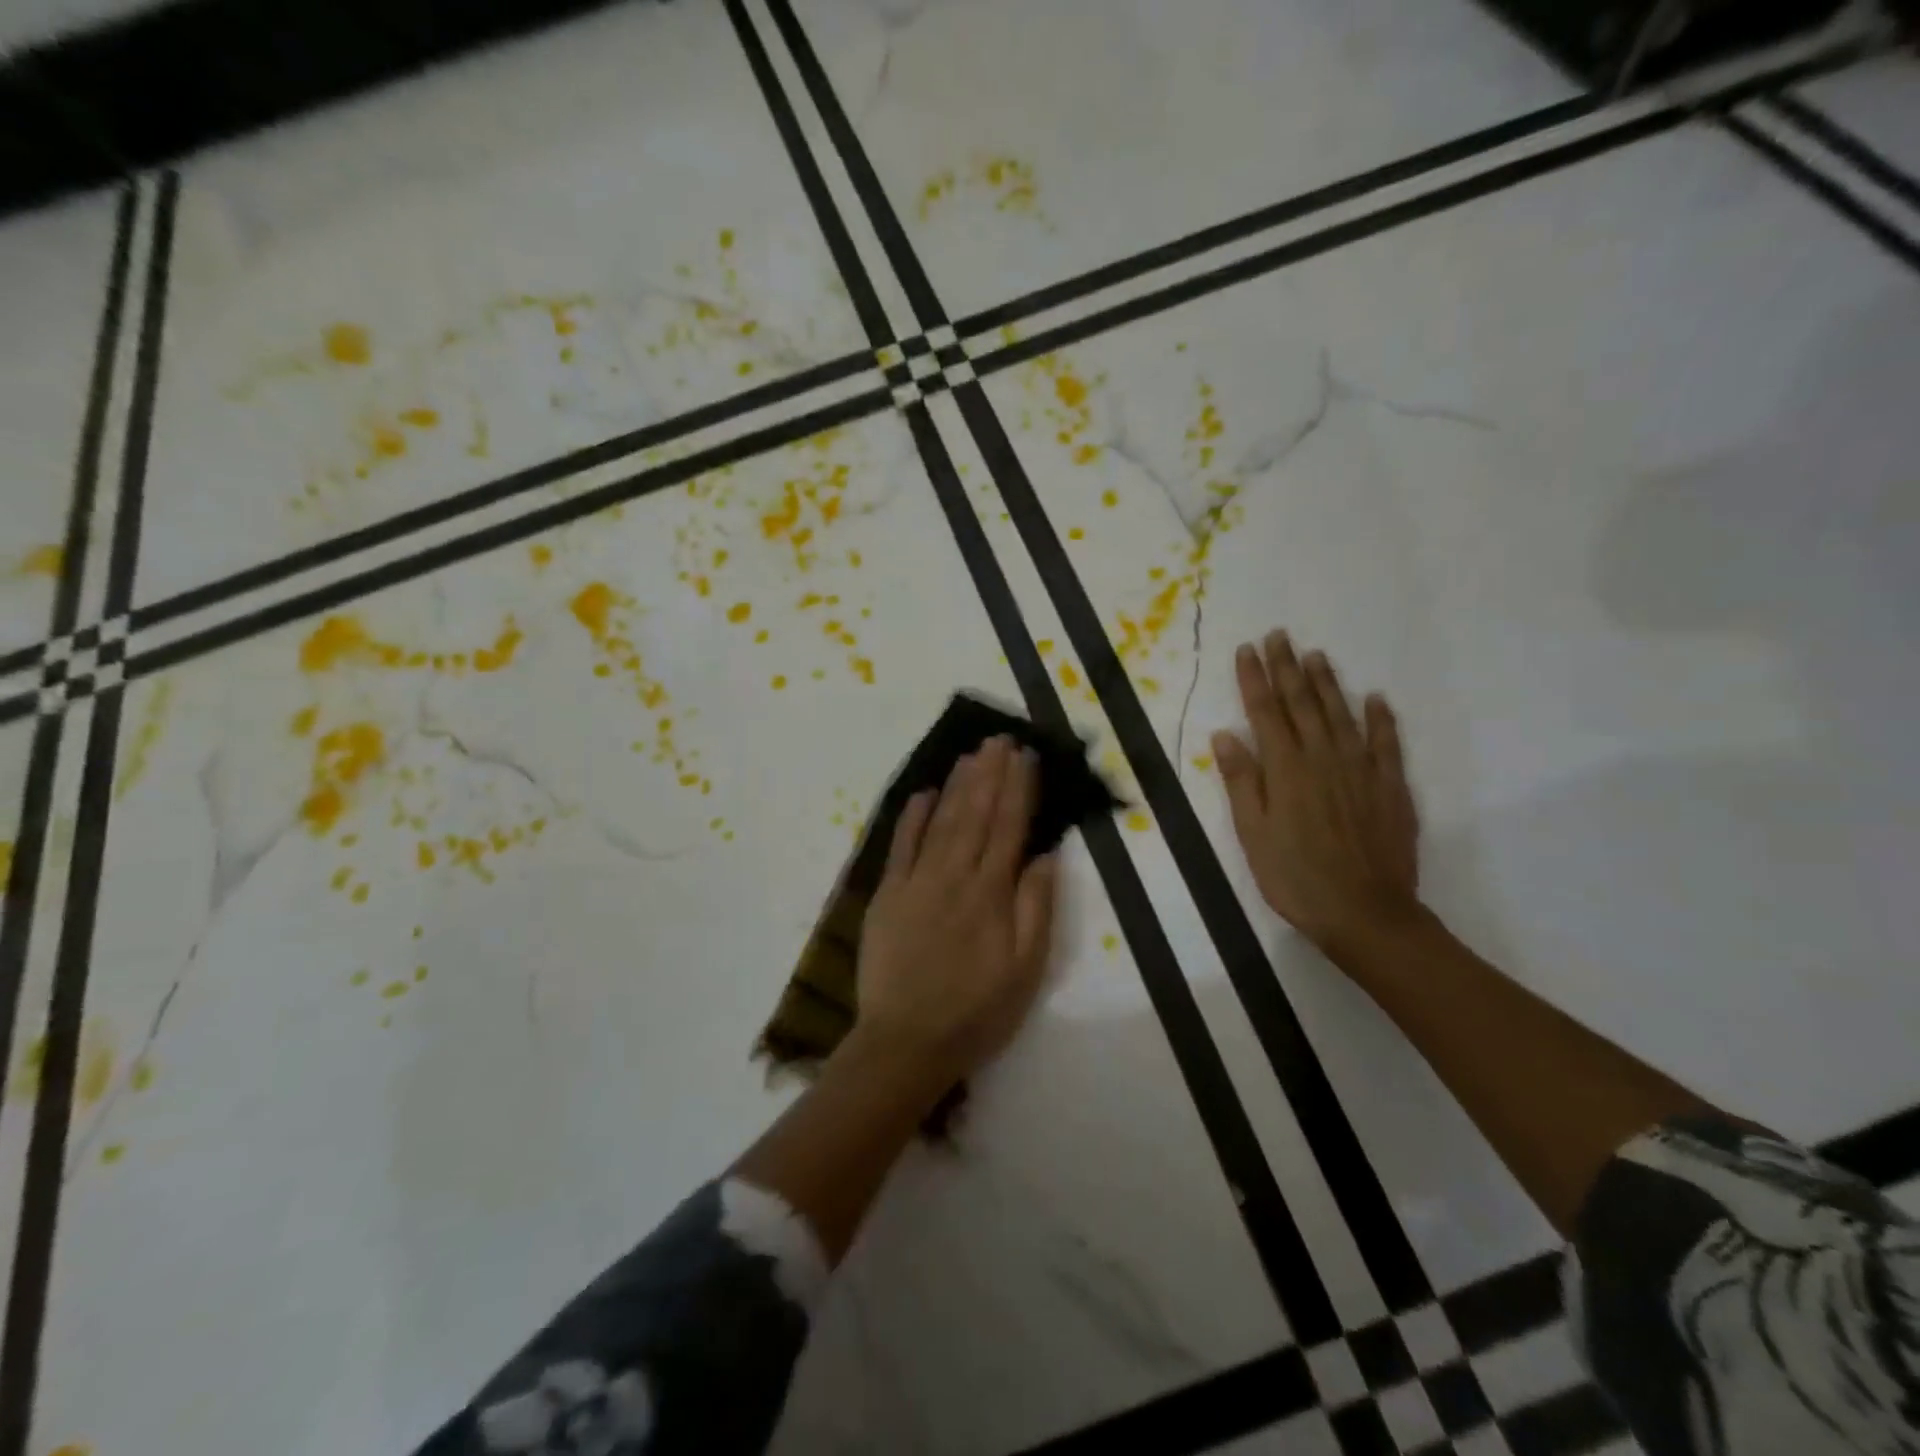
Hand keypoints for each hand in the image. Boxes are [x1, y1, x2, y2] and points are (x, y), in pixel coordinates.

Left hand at [855, 736, 1059, 1082]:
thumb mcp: (1025, 970)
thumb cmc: (976, 1011)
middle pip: (976, 814)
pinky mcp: (887, 895)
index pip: (1009, 827)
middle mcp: (954, 876)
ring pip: (942, 821)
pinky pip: (901, 846)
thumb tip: (1045, 854)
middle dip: (990, 773)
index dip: (1019, 789)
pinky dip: (913, 817)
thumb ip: (1036, 908)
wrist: (906, 1042)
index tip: (1027, 756)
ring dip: (958, 785)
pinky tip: (924, 792)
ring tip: (972, 754)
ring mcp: (916, 882)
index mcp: (991, 893)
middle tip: (1000, 738)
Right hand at [1212, 630, 1421, 955]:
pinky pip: (1385, 742)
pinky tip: (1375, 698)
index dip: (1254, 679)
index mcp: (1284, 769)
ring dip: (1326, 682)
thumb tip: (1225, 734)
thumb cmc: (1294, 876)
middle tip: (1279, 635)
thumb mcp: (1252, 833)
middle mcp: (1322, 757)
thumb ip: (1241, 781)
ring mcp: (1360, 769)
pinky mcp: (1390, 786)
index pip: (1264, 712)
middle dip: (1287, 667)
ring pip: (1340, 713)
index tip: (1247, 649)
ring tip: (1316, 655)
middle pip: (1301, 703)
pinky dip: (1380, 717)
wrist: (1365, 912)